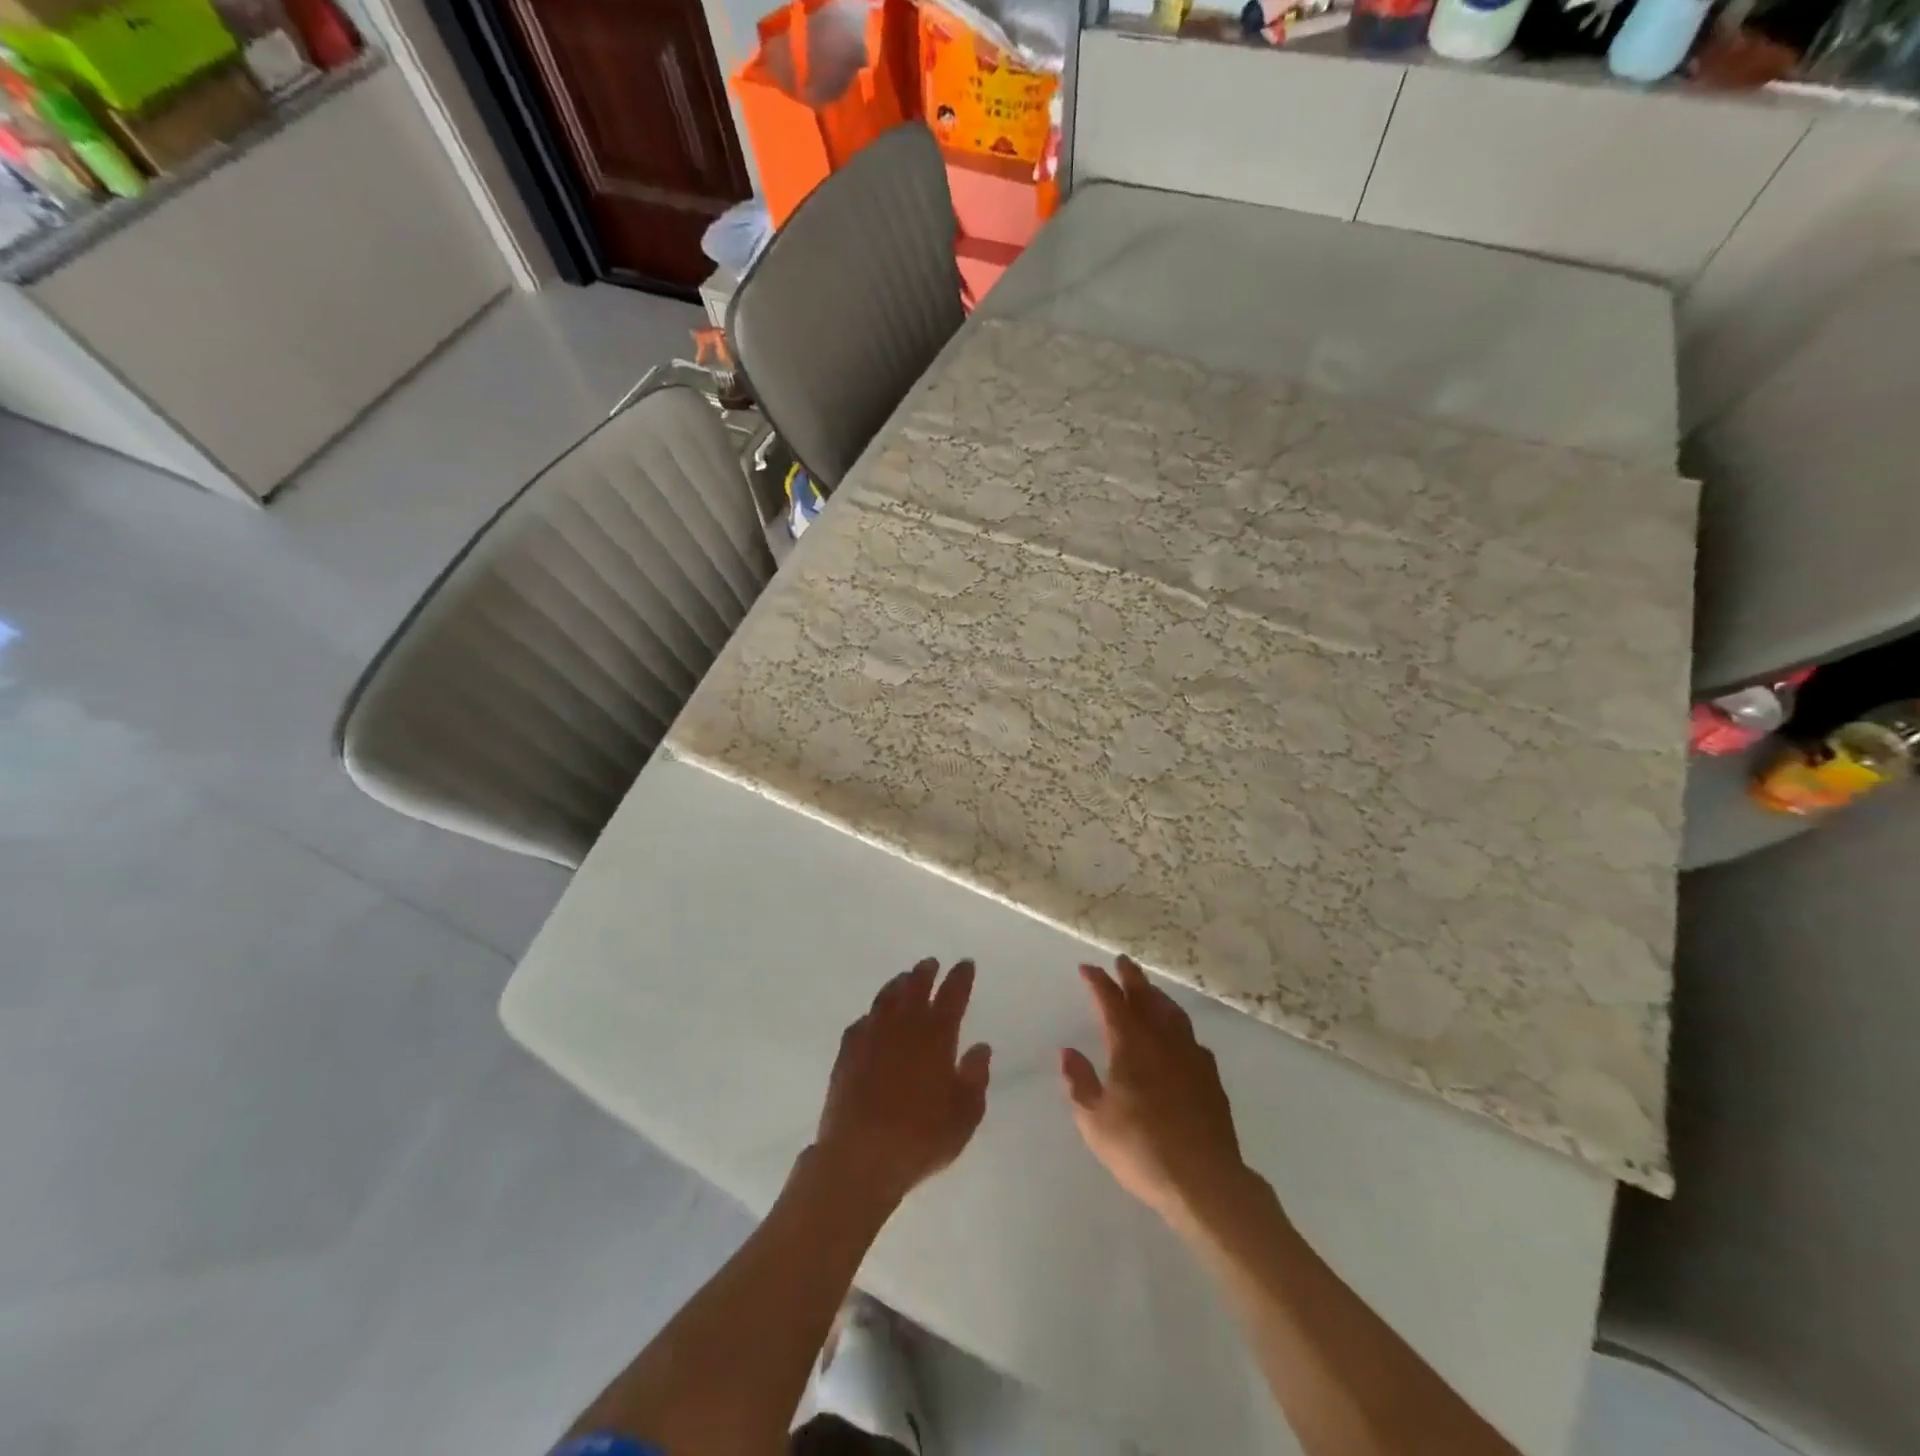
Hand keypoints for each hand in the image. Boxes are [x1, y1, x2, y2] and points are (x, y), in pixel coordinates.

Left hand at [814, 958, 991, 1211]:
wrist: (860, 1156)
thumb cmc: (921, 1137)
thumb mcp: (964, 1115)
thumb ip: (975, 1077)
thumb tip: (980, 1047)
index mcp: (936, 1036)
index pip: (952, 996)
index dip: (960, 978)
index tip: (965, 964)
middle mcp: (903, 1027)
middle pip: (915, 988)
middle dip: (925, 973)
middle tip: (931, 963)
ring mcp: (871, 1037)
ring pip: (886, 999)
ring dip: (897, 986)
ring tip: (904, 979)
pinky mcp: (847, 1054)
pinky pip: (861, 1023)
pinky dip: (872, 1015)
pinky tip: (872, 1018)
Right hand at [1060, 956, 1253, 1233]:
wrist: (1205, 1180)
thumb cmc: (1141, 1149)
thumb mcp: (1095, 1121)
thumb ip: (1080, 1082)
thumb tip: (1068, 1052)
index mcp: (1130, 1045)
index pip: (1111, 1001)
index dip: (1098, 982)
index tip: (1087, 968)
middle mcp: (1161, 1041)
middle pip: (1146, 997)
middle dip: (1131, 977)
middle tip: (1122, 962)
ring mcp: (1191, 1057)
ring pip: (1173, 1013)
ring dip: (1157, 996)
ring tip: (1150, 990)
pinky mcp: (1210, 1078)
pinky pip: (1192, 1039)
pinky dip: (1179, 1027)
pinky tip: (1179, 1037)